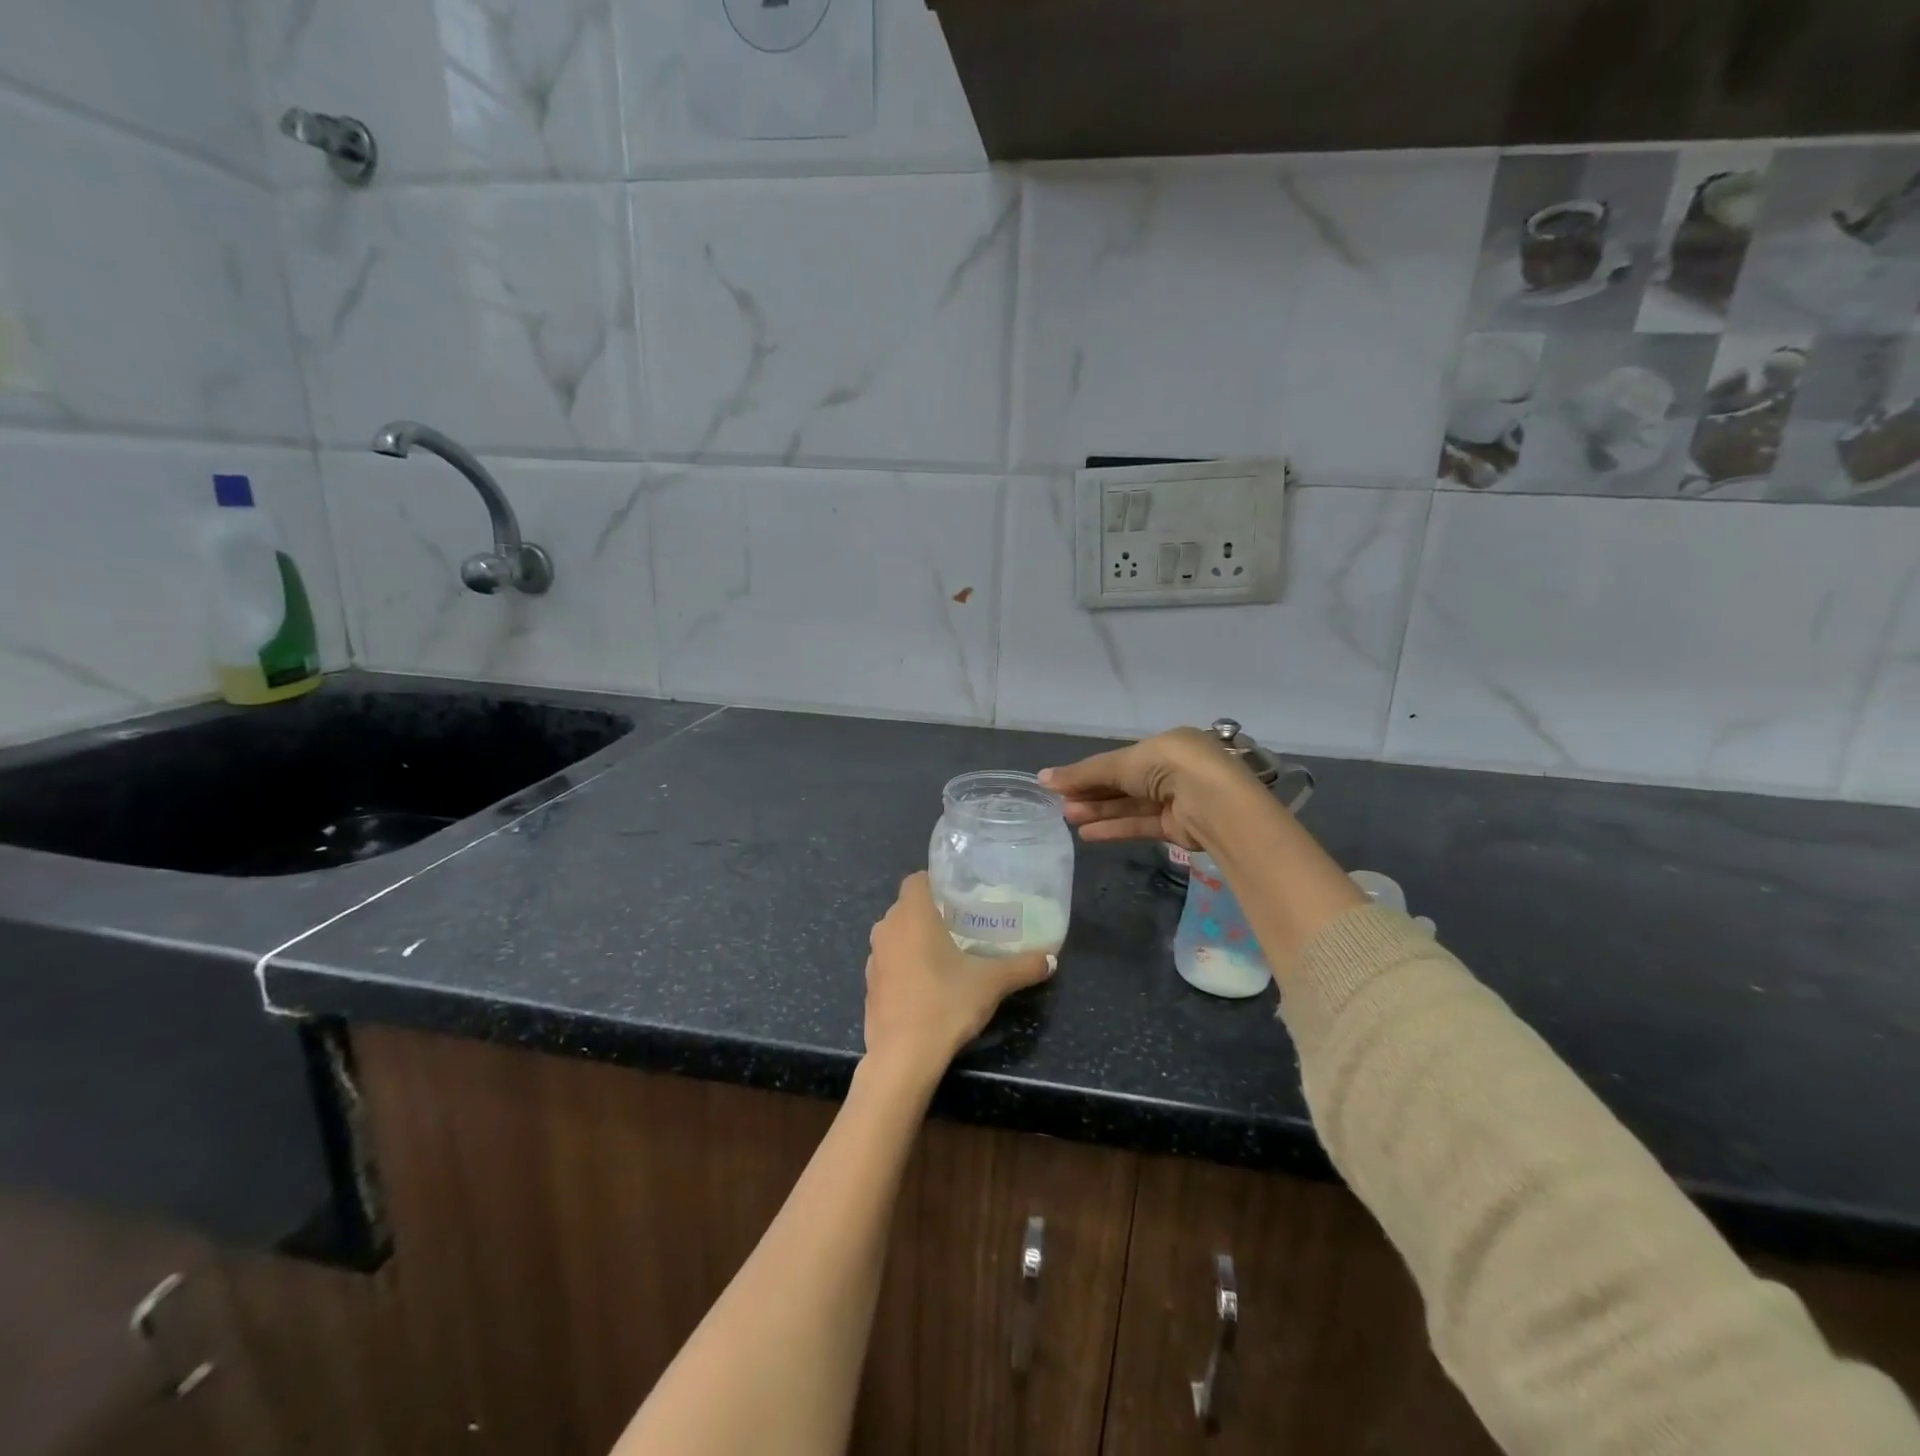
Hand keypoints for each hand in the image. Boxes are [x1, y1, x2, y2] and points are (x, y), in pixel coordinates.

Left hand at [865, 873, 1053, 1079]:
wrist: (903, 1057)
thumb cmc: (945, 1004)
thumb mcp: (991, 984)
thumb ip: (1022, 967)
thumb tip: (1051, 959)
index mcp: (912, 915)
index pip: (916, 880)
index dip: (935, 882)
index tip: (959, 896)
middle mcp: (887, 929)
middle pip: (906, 906)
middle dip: (929, 912)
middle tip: (960, 924)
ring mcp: (874, 958)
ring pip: (895, 934)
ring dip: (914, 938)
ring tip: (946, 953)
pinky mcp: (869, 985)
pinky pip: (889, 961)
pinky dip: (904, 964)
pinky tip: (927, 984)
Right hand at [1039, 727, 1257, 849]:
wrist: (1214, 803)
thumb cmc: (1168, 767)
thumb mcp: (1121, 764)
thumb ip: (1084, 774)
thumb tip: (1042, 778)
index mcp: (1164, 746)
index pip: (1120, 760)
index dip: (1089, 771)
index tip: (1061, 783)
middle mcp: (1172, 771)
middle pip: (1123, 783)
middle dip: (1092, 793)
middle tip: (1060, 804)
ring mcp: (1176, 800)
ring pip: (1130, 805)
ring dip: (1099, 811)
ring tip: (1068, 819)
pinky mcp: (1177, 827)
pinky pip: (1140, 825)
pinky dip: (1115, 828)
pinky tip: (1087, 834)